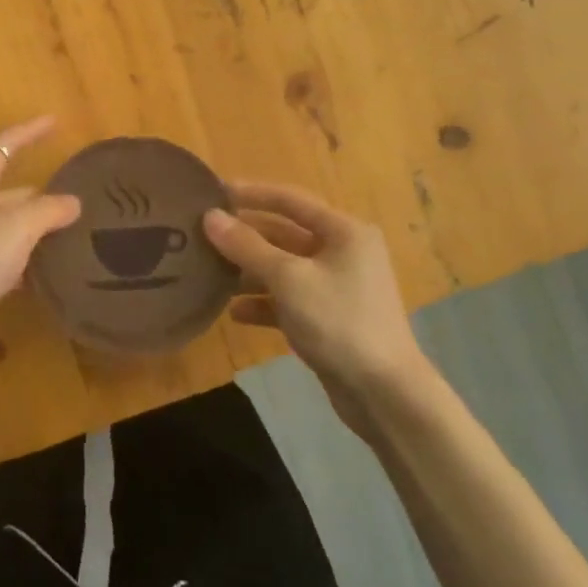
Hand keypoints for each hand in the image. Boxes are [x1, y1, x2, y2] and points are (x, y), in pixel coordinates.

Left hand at [0, 117, 80, 357]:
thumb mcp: (17, 228)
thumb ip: (48, 210)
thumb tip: (72, 201)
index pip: (4, 145)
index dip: (29, 131)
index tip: (55, 122)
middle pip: (10, 189)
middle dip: (43, 193)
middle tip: (79, 200)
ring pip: (9, 224)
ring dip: (37, 228)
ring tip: (73, 234)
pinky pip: (3, 254)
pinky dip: (25, 257)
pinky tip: (48, 270)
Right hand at [202, 182, 430, 427]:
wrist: (385, 394)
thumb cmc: (339, 321)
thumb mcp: (288, 279)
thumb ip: (246, 247)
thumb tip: (210, 217)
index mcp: (343, 231)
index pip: (290, 200)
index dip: (251, 193)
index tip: (214, 192)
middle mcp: (342, 252)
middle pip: (284, 235)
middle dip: (244, 237)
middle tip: (202, 236)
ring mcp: (336, 287)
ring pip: (283, 269)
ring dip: (249, 272)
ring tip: (210, 275)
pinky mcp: (328, 318)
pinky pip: (288, 300)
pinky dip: (263, 303)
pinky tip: (234, 314)